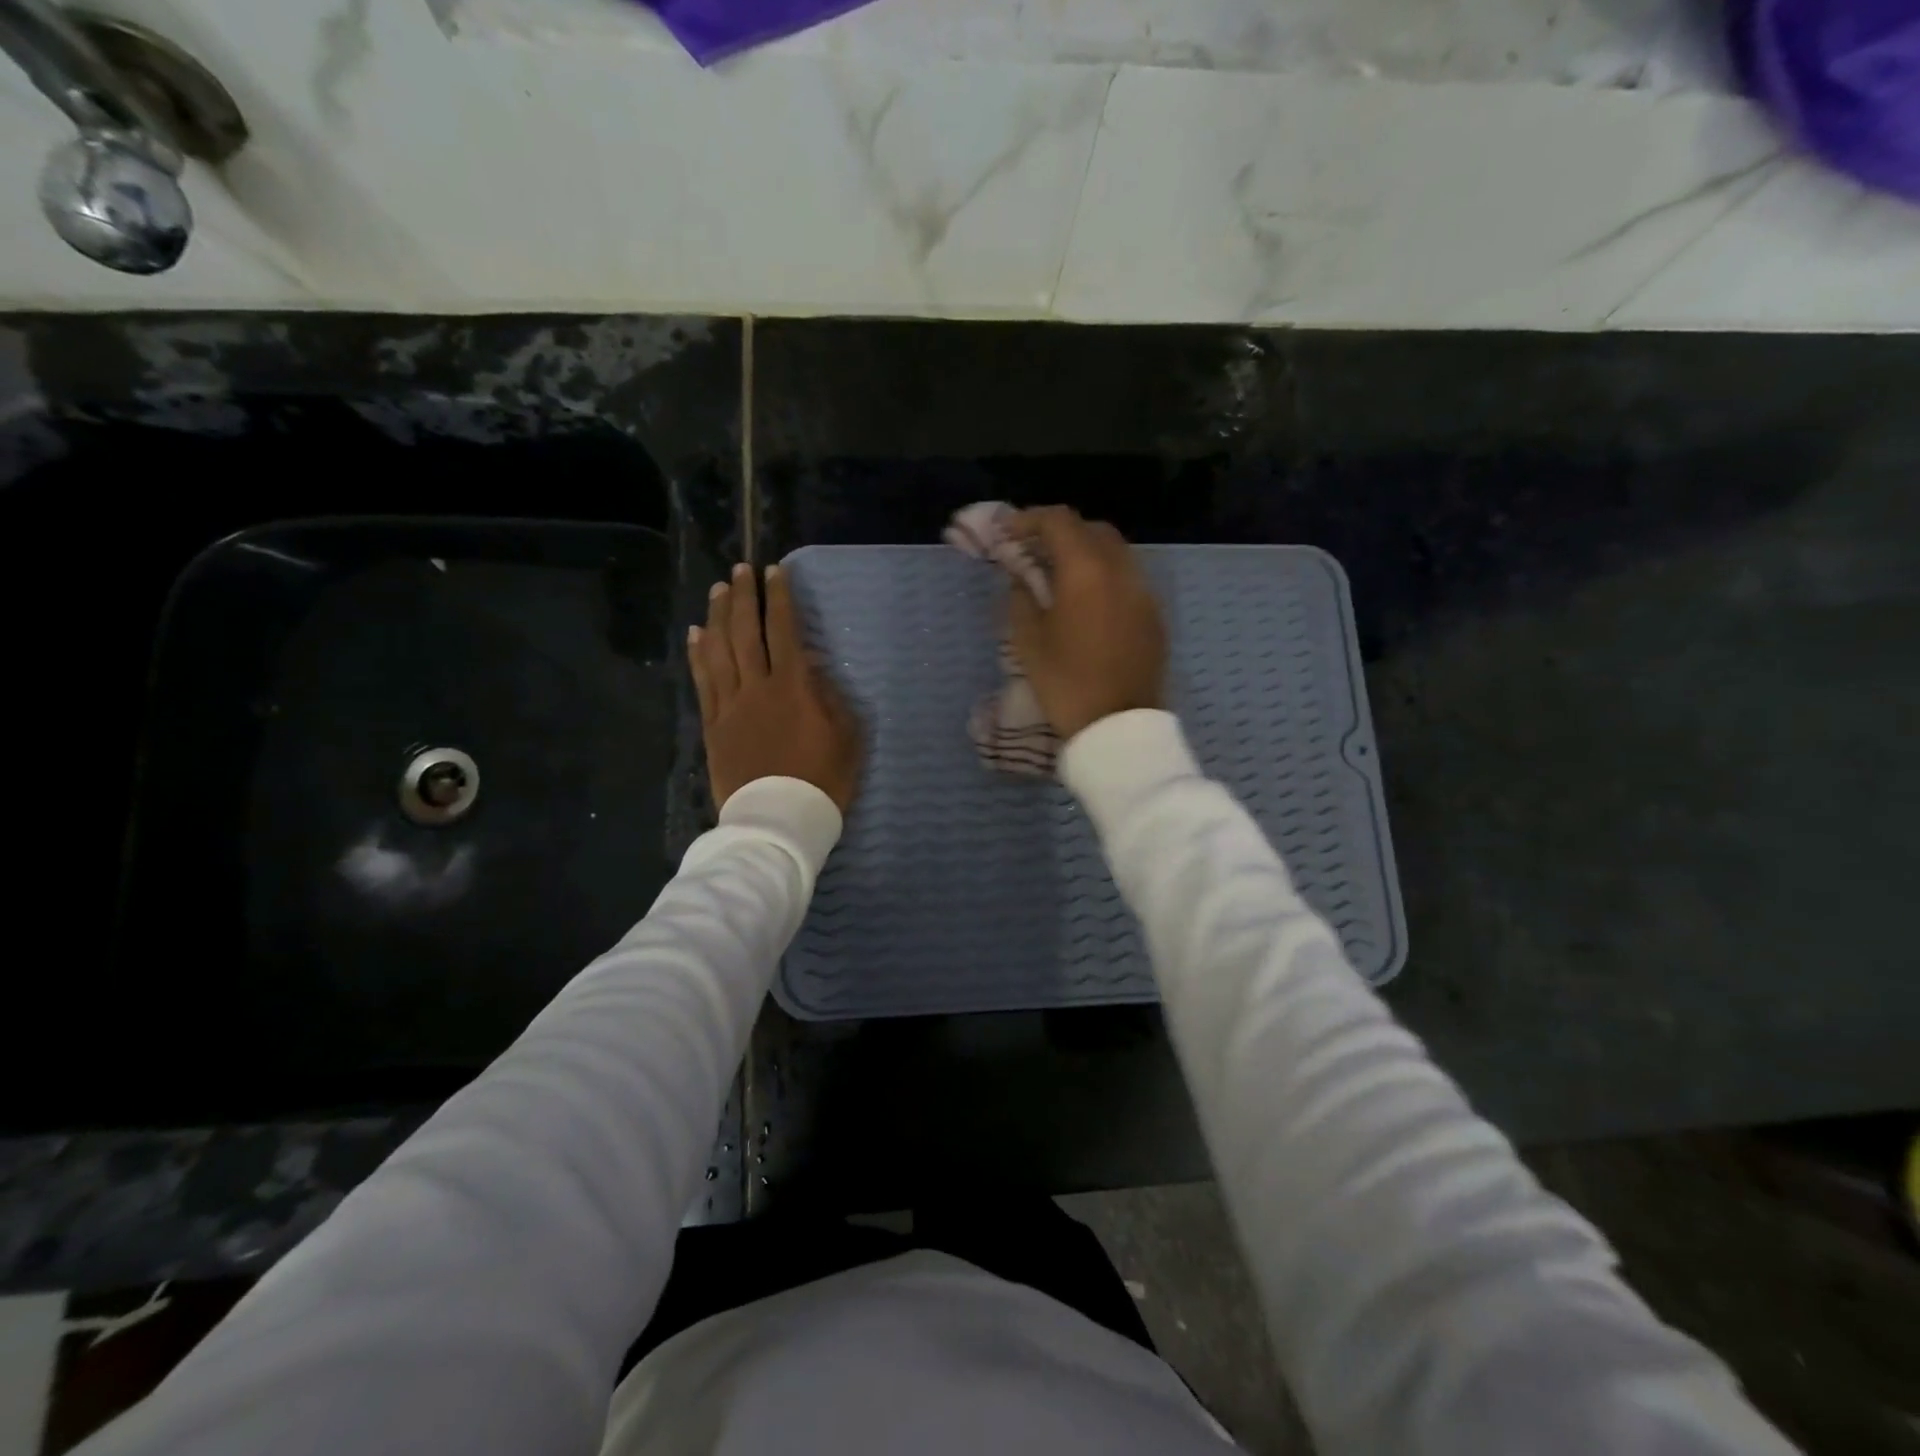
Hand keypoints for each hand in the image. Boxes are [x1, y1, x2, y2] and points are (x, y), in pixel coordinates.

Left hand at [690, 562, 862, 812]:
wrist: (780, 819)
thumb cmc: (823, 780)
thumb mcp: (846, 736)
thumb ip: (829, 695)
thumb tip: (811, 665)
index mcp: (794, 687)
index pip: (783, 630)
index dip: (778, 598)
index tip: (774, 572)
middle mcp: (757, 687)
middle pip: (745, 632)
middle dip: (743, 597)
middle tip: (741, 570)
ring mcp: (730, 706)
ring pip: (719, 650)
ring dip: (717, 616)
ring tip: (718, 590)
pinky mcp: (713, 726)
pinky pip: (703, 681)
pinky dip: (699, 653)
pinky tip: (697, 634)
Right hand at [1008, 507, 1166, 741]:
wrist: (1117, 727)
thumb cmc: (1066, 683)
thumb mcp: (1028, 641)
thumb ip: (1021, 598)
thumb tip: (1021, 578)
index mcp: (1086, 571)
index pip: (1058, 521)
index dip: (1029, 519)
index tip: (1008, 533)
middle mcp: (1121, 570)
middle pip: (1092, 529)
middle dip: (1061, 532)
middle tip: (1034, 552)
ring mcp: (1143, 592)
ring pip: (1115, 552)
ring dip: (1086, 553)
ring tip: (1060, 576)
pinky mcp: (1154, 615)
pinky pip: (1128, 578)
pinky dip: (1105, 576)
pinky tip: (1087, 601)